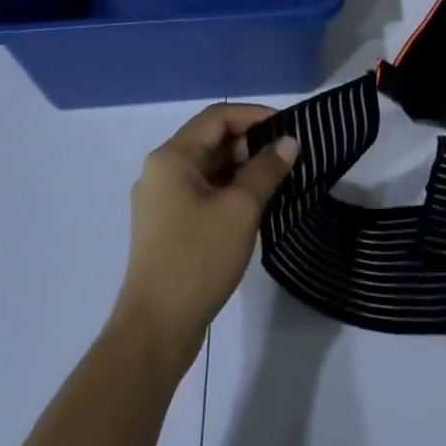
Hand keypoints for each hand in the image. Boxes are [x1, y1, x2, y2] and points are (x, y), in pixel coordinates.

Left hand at [112, 104, 298, 368]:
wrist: (155, 330)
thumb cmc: (197, 259)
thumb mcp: (240, 209)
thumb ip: (266, 169)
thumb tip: (289, 142)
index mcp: (171, 157)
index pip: (218, 117)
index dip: (255, 115)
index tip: (289, 128)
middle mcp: (161, 171)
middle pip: (212, 140)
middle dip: (251, 143)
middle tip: (289, 156)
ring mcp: (162, 200)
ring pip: (209, 168)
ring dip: (243, 168)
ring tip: (279, 179)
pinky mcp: (168, 226)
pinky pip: (203, 192)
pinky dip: (230, 190)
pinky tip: (256, 204)